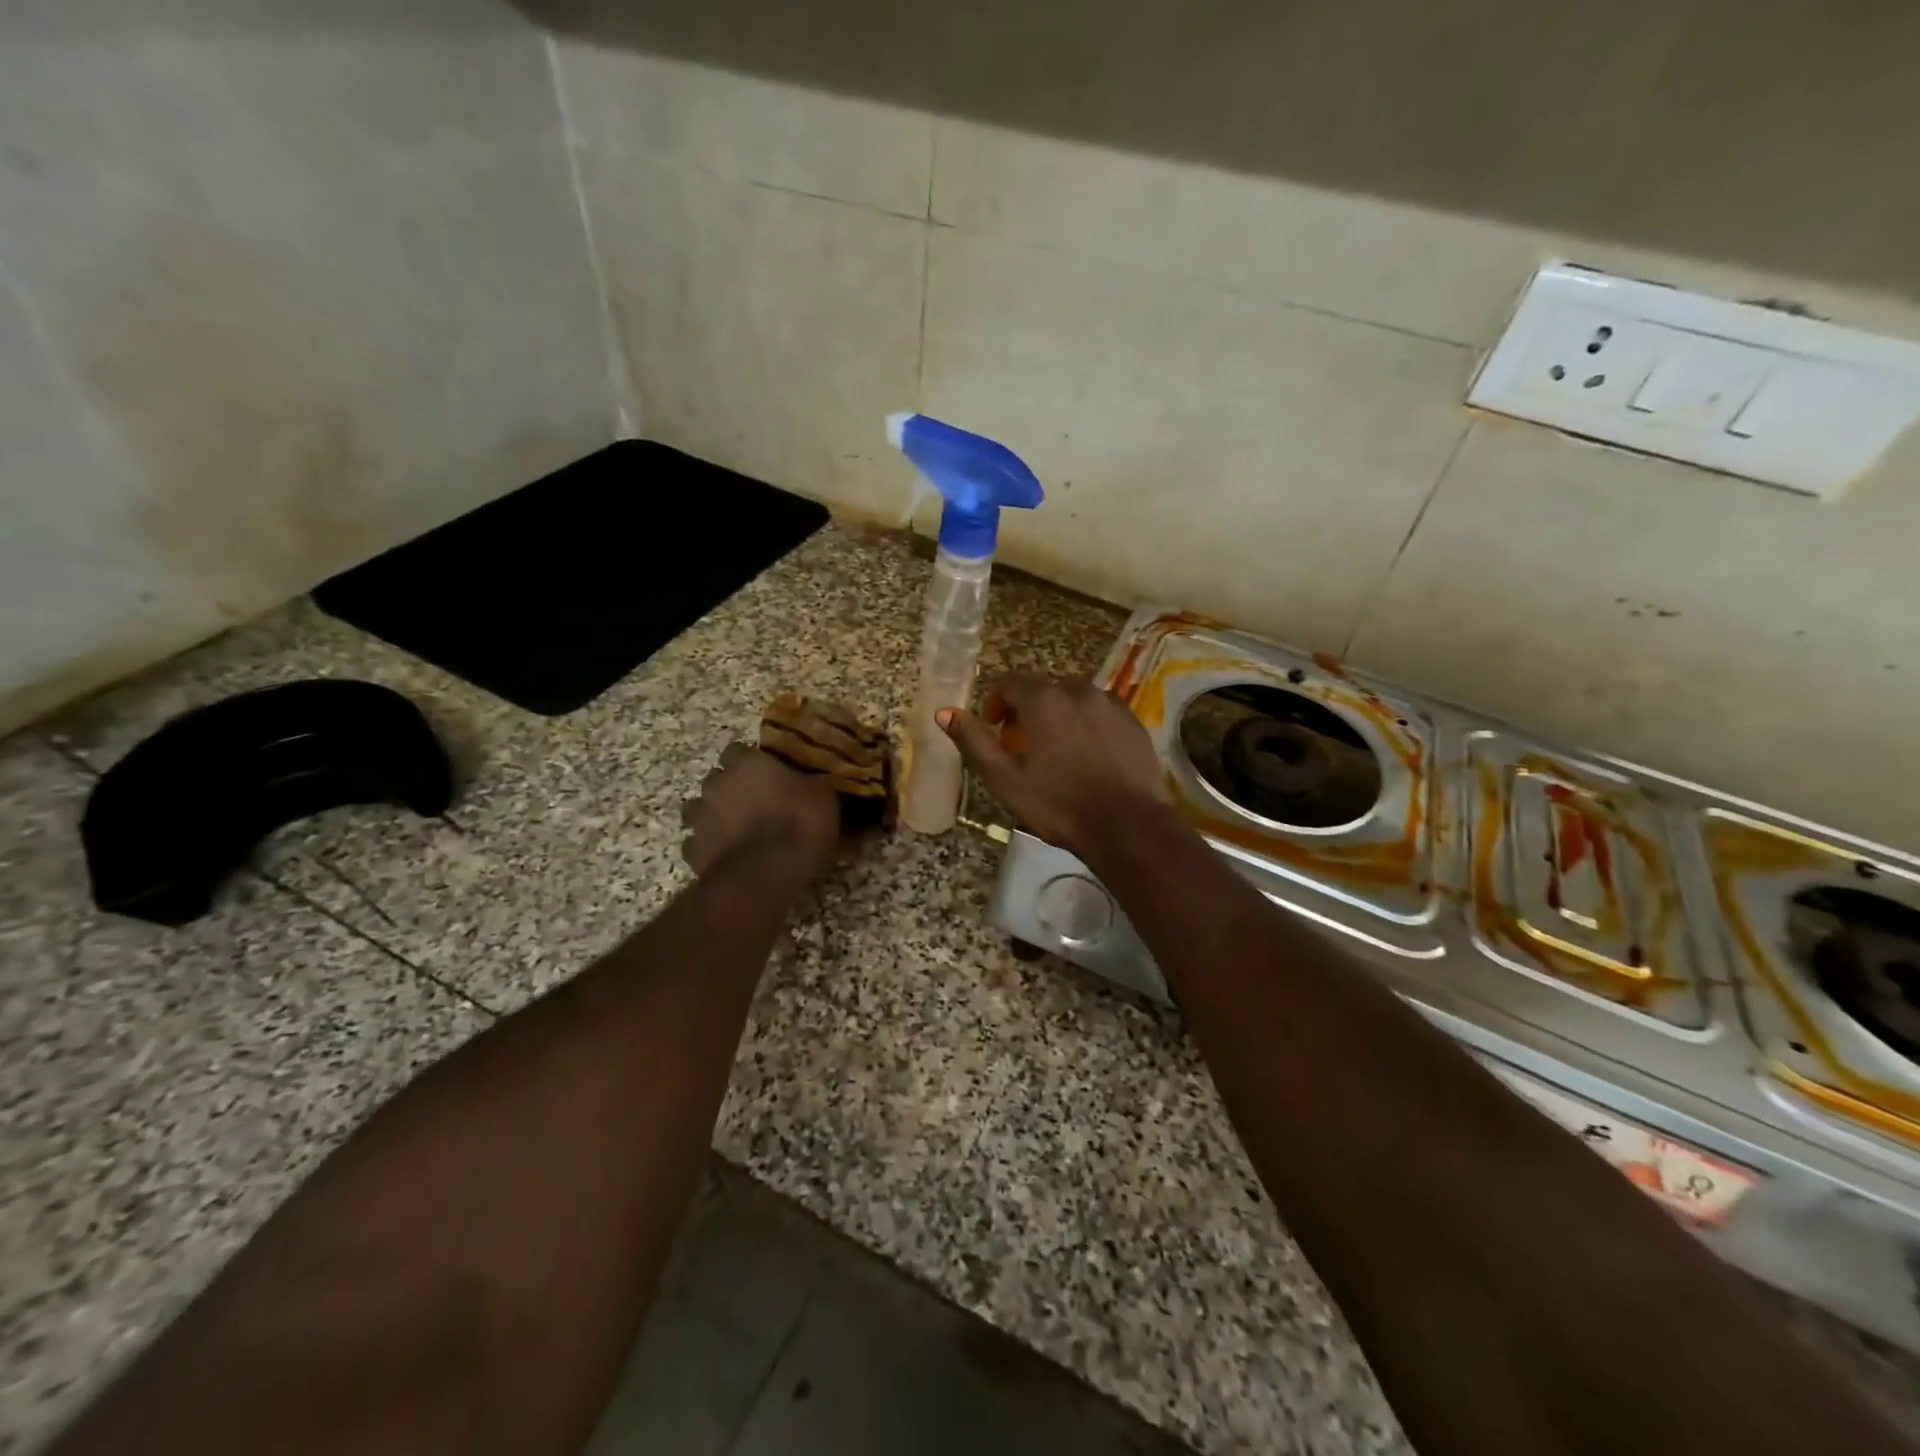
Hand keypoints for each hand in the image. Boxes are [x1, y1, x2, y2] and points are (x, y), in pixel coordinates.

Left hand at [680, 744, 838, 880]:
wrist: (765, 875)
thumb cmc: (799, 825)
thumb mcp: (823, 797)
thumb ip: (807, 785)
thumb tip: (810, 784)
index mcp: (747, 763)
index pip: (738, 750)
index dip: (751, 762)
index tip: (767, 773)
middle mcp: (717, 784)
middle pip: (716, 778)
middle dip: (730, 788)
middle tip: (754, 803)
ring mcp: (699, 818)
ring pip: (698, 809)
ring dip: (714, 816)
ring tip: (736, 830)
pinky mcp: (692, 850)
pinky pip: (697, 843)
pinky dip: (709, 847)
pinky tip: (727, 856)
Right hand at [938, 675, 1170, 856]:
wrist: (1127, 825)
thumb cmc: (1058, 804)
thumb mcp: (1005, 779)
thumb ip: (974, 741)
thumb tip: (944, 711)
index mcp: (1043, 700)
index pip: (1009, 683)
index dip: (996, 704)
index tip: (994, 729)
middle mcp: (1078, 690)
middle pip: (1044, 691)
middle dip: (1028, 712)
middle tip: (1023, 747)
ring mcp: (1110, 704)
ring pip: (1075, 700)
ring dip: (1060, 717)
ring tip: (1059, 752)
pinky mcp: (1134, 721)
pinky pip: (1102, 713)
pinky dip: (1089, 725)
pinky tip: (1090, 756)